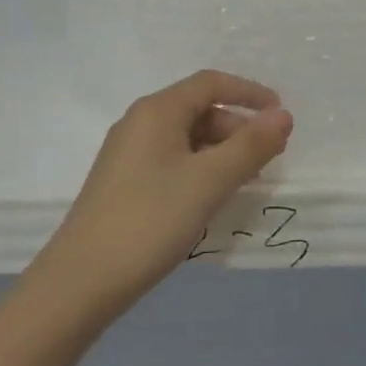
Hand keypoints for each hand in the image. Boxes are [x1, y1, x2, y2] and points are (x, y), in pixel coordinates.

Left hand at [39, 69, 293, 308]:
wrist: (81, 281)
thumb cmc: (150, 220)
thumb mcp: (209, 181)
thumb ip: (250, 147)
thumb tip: (284, 115)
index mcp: (157, 110)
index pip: (211, 83)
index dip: (249, 92)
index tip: (280, 114)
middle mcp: (140, 122)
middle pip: (199, 109)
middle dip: (238, 128)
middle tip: (268, 158)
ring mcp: (128, 153)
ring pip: (186, 138)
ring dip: (221, 151)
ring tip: (246, 181)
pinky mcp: (124, 182)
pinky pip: (172, 160)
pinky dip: (200, 169)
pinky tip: (212, 198)